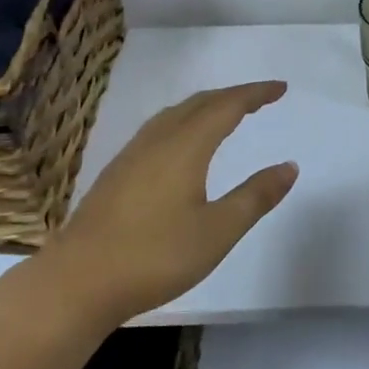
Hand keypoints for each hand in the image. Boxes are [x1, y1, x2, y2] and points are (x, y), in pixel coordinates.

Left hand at [44, 81, 296, 324]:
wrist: (79, 280)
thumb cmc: (155, 255)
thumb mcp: (217, 231)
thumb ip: (255, 197)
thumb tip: (289, 166)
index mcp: (186, 146)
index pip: (227, 106)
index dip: (255, 94)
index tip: (281, 88)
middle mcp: (158, 139)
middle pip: (200, 103)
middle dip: (232, 95)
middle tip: (260, 98)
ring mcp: (132, 153)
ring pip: (175, 114)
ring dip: (205, 106)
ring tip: (225, 113)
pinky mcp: (117, 171)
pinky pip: (159, 128)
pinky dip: (184, 121)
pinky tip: (181, 143)